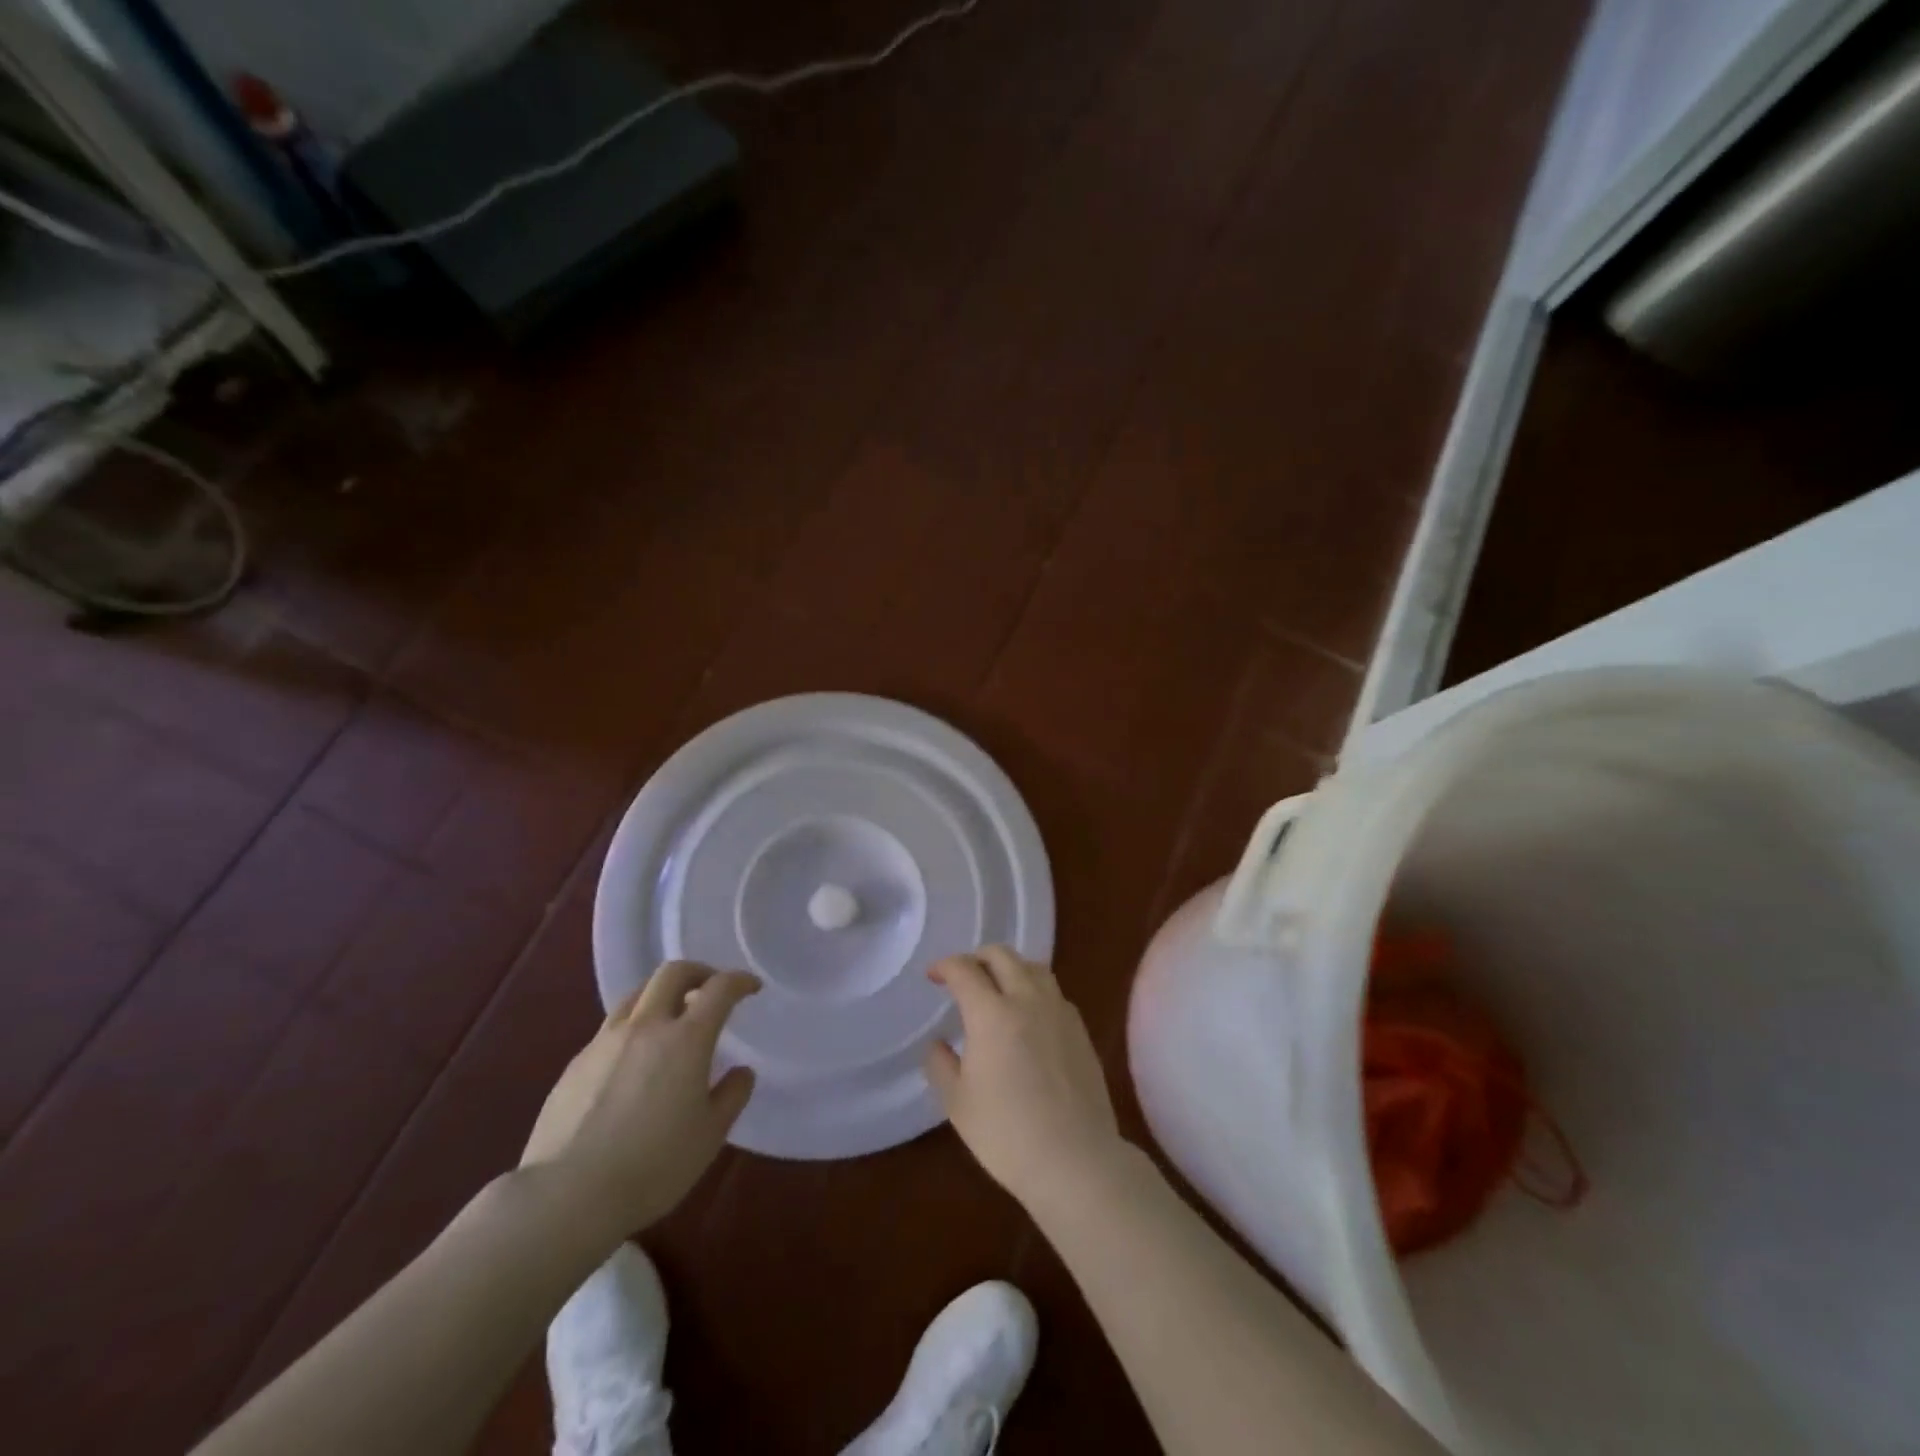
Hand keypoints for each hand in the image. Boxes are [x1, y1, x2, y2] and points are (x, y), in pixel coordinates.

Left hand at [522, 962, 759, 1231]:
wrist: (567, 1196)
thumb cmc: (653, 1165)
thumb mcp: (710, 1136)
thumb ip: (732, 1096)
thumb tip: (741, 1072)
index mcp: (686, 1039)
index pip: (719, 989)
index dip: (739, 981)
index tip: (751, 987)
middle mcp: (646, 1026)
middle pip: (672, 973)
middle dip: (698, 972)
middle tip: (710, 989)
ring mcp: (605, 1041)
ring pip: (637, 994)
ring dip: (661, 994)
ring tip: (670, 1018)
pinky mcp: (575, 1063)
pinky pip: (610, 1028)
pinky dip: (632, 1027)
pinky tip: (633, 1061)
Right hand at [923, 945, 1127, 1209]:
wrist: (1075, 1159)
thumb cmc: (1006, 1134)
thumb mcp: (958, 1103)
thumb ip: (941, 1065)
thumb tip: (938, 1044)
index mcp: (991, 1013)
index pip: (964, 969)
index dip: (944, 966)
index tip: (933, 976)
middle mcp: (1027, 1000)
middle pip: (1002, 956)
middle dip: (977, 957)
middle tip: (964, 976)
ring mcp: (1059, 1011)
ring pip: (1033, 967)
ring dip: (1010, 967)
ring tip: (998, 988)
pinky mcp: (1080, 1029)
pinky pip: (1054, 991)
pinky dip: (1034, 989)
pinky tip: (1029, 1015)